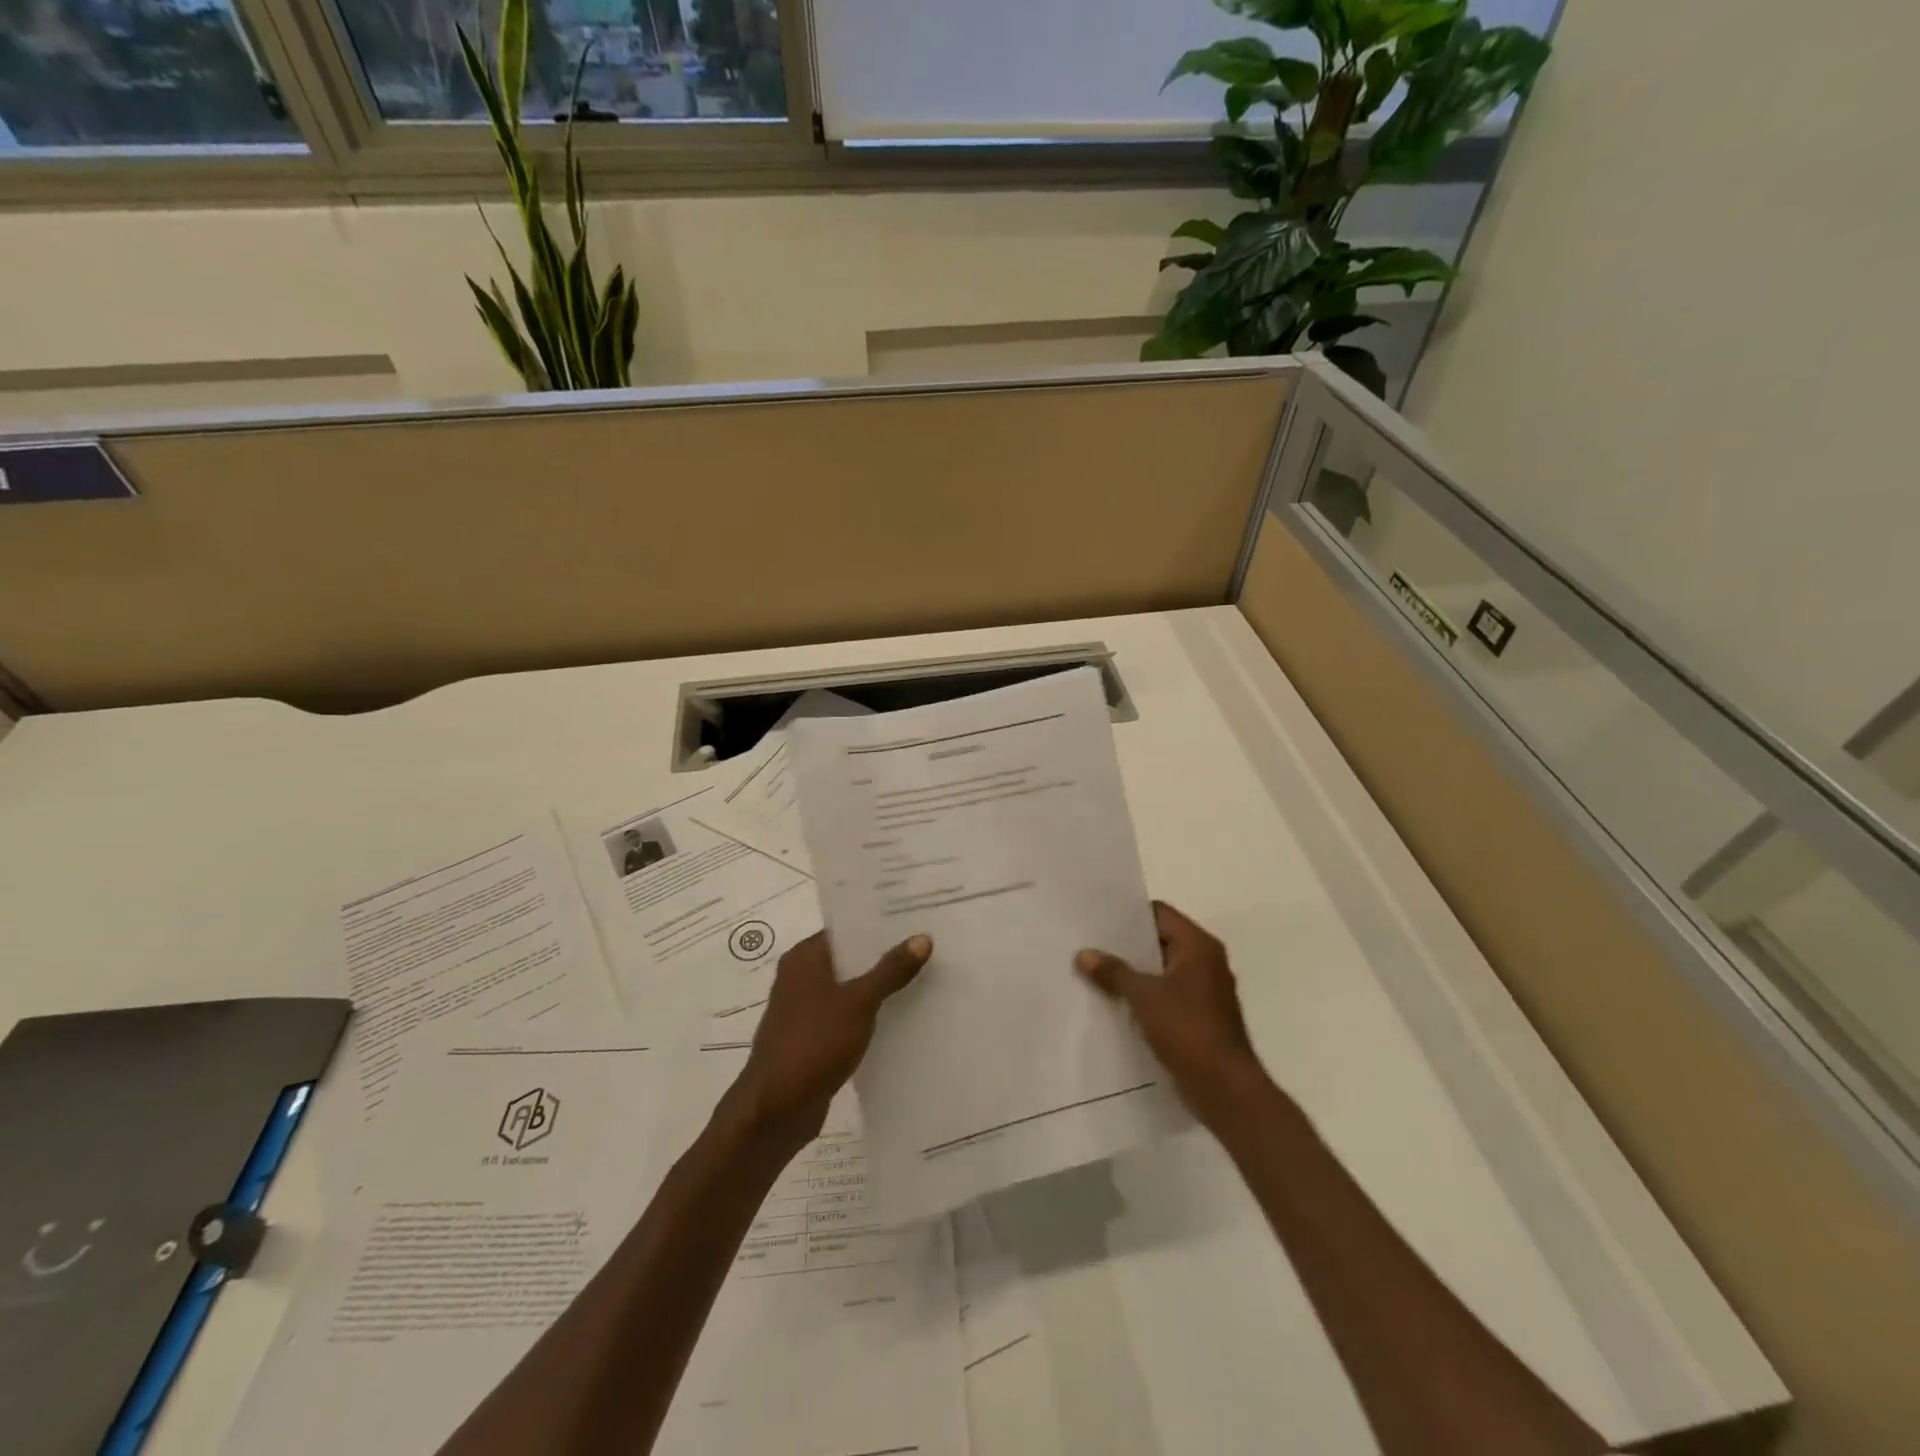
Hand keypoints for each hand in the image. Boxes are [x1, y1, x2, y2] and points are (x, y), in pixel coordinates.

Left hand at [724, 930, 931, 1151]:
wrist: (774, 1111)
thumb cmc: (812, 1044)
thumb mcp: (858, 1002)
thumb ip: (890, 970)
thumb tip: (922, 938)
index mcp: (804, 958)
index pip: (846, 928)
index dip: (879, 923)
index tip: (915, 916)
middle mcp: (801, 977)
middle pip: (850, 957)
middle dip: (885, 954)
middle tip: (929, 944)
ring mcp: (806, 1010)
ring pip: (850, 988)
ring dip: (879, 986)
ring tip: (924, 976)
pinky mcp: (813, 1039)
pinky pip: (848, 1016)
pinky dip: (870, 1014)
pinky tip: (902, 1016)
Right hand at [1076, 901, 1267, 1128]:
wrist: (1224, 1088)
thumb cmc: (1187, 1029)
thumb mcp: (1143, 996)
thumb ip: (1113, 972)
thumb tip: (1084, 954)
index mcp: (1198, 945)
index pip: (1159, 913)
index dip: (1129, 915)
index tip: (1098, 920)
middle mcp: (1206, 961)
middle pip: (1160, 941)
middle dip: (1127, 945)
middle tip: (1090, 944)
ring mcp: (1205, 990)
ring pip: (1162, 970)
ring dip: (1134, 973)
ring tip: (1096, 972)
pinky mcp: (1200, 1017)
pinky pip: (1167, 995)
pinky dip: (1145, 995)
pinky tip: (1116, 1002)